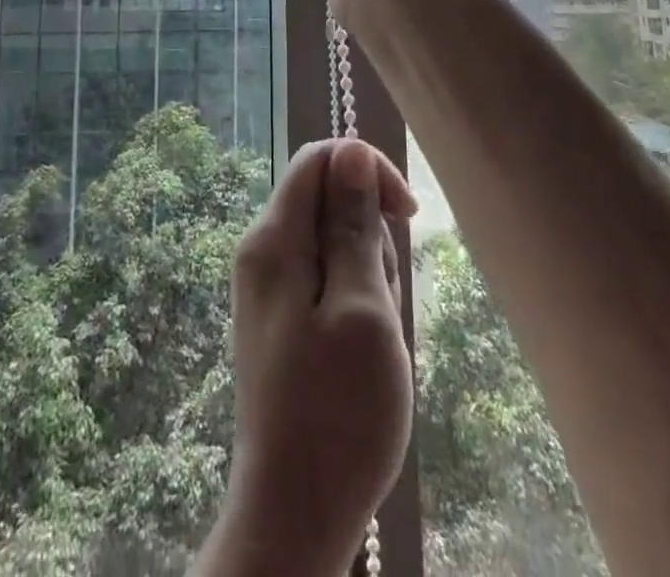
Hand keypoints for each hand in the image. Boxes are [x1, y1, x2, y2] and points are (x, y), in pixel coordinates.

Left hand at [210, 138, 417, 575]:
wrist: (294, 517)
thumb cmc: (338, 413)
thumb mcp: (363, 309)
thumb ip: (354, 226)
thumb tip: (351, 151)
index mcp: (273, 240)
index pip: (319, 159)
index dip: (367, 170)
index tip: (408, 215)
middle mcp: (262, 252)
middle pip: (327, 201)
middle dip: (369, 236)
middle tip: (383, 302)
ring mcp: (269, 288)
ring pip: (332, 244)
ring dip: (367, 275)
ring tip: (375, 337)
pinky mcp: (281, 320)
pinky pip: (325, 280)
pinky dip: (355, 301)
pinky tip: (363, 351)